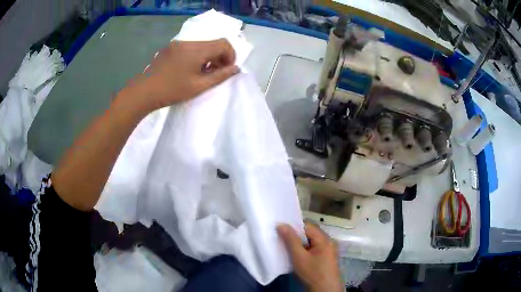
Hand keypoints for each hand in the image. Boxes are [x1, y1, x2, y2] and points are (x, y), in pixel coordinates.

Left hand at [123, 38, 238, 112]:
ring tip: (203, 72)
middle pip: (213, 43)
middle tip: (217, 73)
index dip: (231, 55)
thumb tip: (236, 69)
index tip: (227, 70)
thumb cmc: (172, 91)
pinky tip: (190, 69)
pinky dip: (197, 55)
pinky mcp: (170, 48)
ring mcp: (177, 44)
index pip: (223, 43)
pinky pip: (190, 47)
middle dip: (220, 56)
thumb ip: (220, 76)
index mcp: (197, 49)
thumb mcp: (199, 86)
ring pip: (201, 45)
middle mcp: (188, 42)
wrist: (144, 92)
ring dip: (208, 56)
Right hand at [277, 222, 343, 291]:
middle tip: (282, 240)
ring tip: (287, 248)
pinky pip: (314, 249)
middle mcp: (328, 242)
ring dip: (300, 244)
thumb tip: (281, 224)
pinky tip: (296, 256)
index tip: (281, 230)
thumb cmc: (312, 273)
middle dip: (296, 236)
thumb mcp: (299, 257)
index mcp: (325, 239)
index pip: (307, 226)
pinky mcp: (326, 258)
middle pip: (310, 234)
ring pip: (311, 242)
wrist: (324, 290)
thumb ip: (290, 240)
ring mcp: (328, 251)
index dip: (294, 226)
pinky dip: (305, 251)